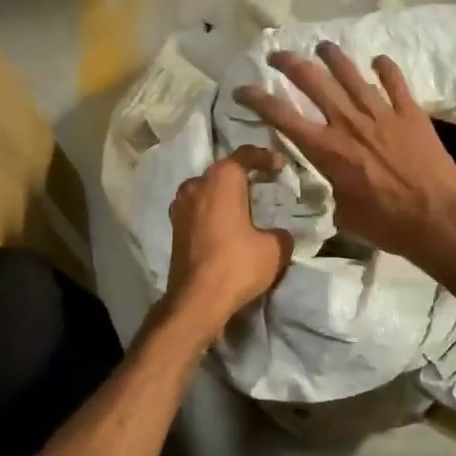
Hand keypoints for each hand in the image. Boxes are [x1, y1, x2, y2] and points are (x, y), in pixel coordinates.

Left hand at [163, 145, 293, 328]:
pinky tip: (226, 224)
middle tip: (264, 183)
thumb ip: (280, 233)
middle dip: (243, 175)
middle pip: (223, 171)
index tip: (280, 166)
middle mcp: (197, 184)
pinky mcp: (174, 226)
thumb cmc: (237, 264)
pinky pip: (198, 208)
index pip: (245, 155)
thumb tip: (277, 233)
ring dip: (225, 194)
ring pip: (207, 189)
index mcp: (222, 179)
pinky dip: (213, 210)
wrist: (196, 300)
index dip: (265, 157)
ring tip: (244, 205)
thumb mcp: (275, 248)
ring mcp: (180, 205)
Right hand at [234, 43, 455, 270]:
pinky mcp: (410, 112)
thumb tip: (326, 185)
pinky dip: (385, 68)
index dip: (257, 99)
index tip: (242, 88)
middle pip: (313, 82)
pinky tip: (378, 60)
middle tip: (278, 55)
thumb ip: (330, 191)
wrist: (438, 219)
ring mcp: (381, 113)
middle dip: (290, 64)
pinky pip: (395, 81)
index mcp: (327, 149)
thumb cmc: (387, 224)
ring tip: (322, 46)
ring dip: (333, 56)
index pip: (282, 116)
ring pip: (351, 74)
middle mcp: (349, 123)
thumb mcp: (343, 214)